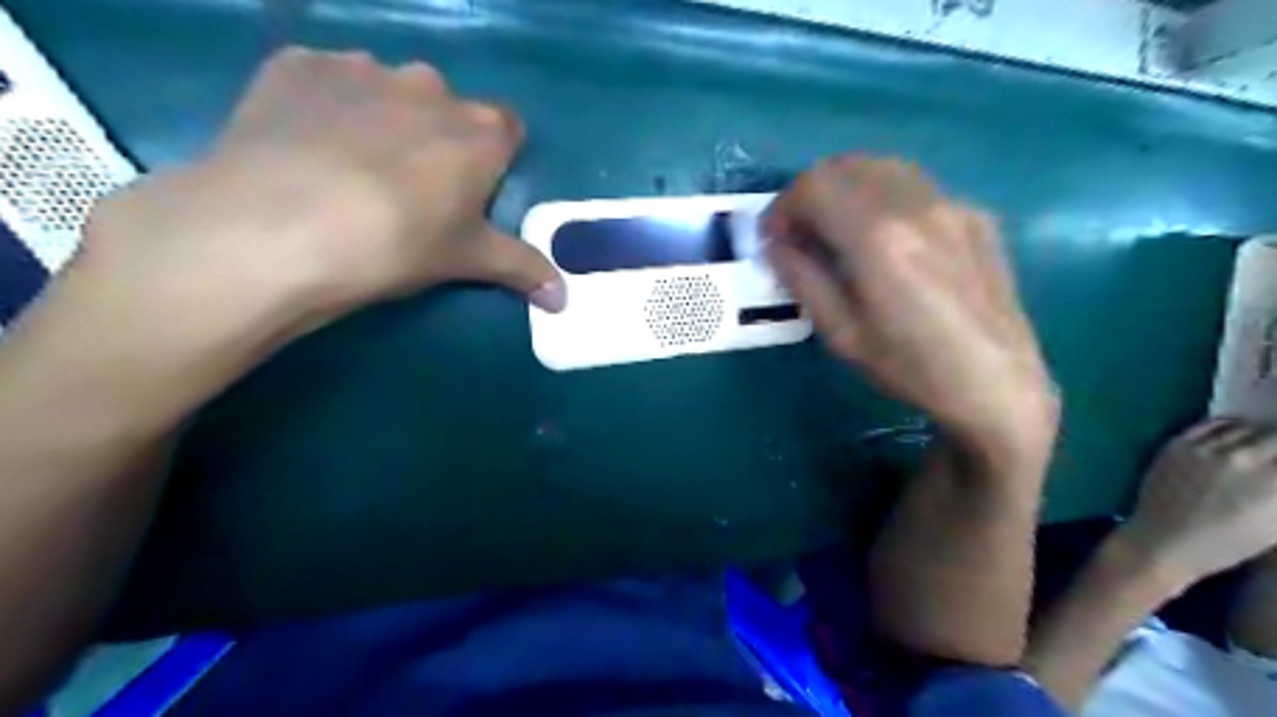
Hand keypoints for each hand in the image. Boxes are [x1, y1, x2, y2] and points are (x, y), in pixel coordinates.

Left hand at [76, 44, 563, 325]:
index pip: (508, 130)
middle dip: (438, 139)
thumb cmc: (397, 244)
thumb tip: (565, 300)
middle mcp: (430, 86)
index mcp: (480, 132)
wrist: (278, 227)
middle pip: (447, 109)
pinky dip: (325, 105)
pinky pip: (326, 80)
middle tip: (410, 189)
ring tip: (349, 168)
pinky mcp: (297, 65)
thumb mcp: (467, 260)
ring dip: (382, 118)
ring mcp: (361, 68)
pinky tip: (303, 146)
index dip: (493, 160)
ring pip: (388, 90)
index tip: (471, 192)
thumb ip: (523, 269)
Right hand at [767, 153, 1058, 462]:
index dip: (782, 206)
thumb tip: (775, 244)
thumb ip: (803, 278)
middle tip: (800, 234)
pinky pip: (914, 185)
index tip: (774, 238)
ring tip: (838, 230)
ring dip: (845, 188)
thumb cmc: (910, 368)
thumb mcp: (842, 334)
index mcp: (878, 238)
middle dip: (809, 193)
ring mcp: (951, 203)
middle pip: (844, 166)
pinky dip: (882, 196)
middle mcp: (916, 205)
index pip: (814, 185)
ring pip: (881, 166)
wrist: (998, 385)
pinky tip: (886, 238)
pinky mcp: (974, 214)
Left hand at [1122, 419, 1276, 586]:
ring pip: (1246, 427)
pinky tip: (1236, 435)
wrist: (1164, 540)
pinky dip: (1229, 427)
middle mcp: (1242, 458)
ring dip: (1259, 435)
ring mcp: (1205, 448)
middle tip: (1276, 457)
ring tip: (1263, 445)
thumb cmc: (1228, 542)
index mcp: (1273, 482)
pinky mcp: (1177, 443)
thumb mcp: (1276, 524)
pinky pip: (1211, 424)